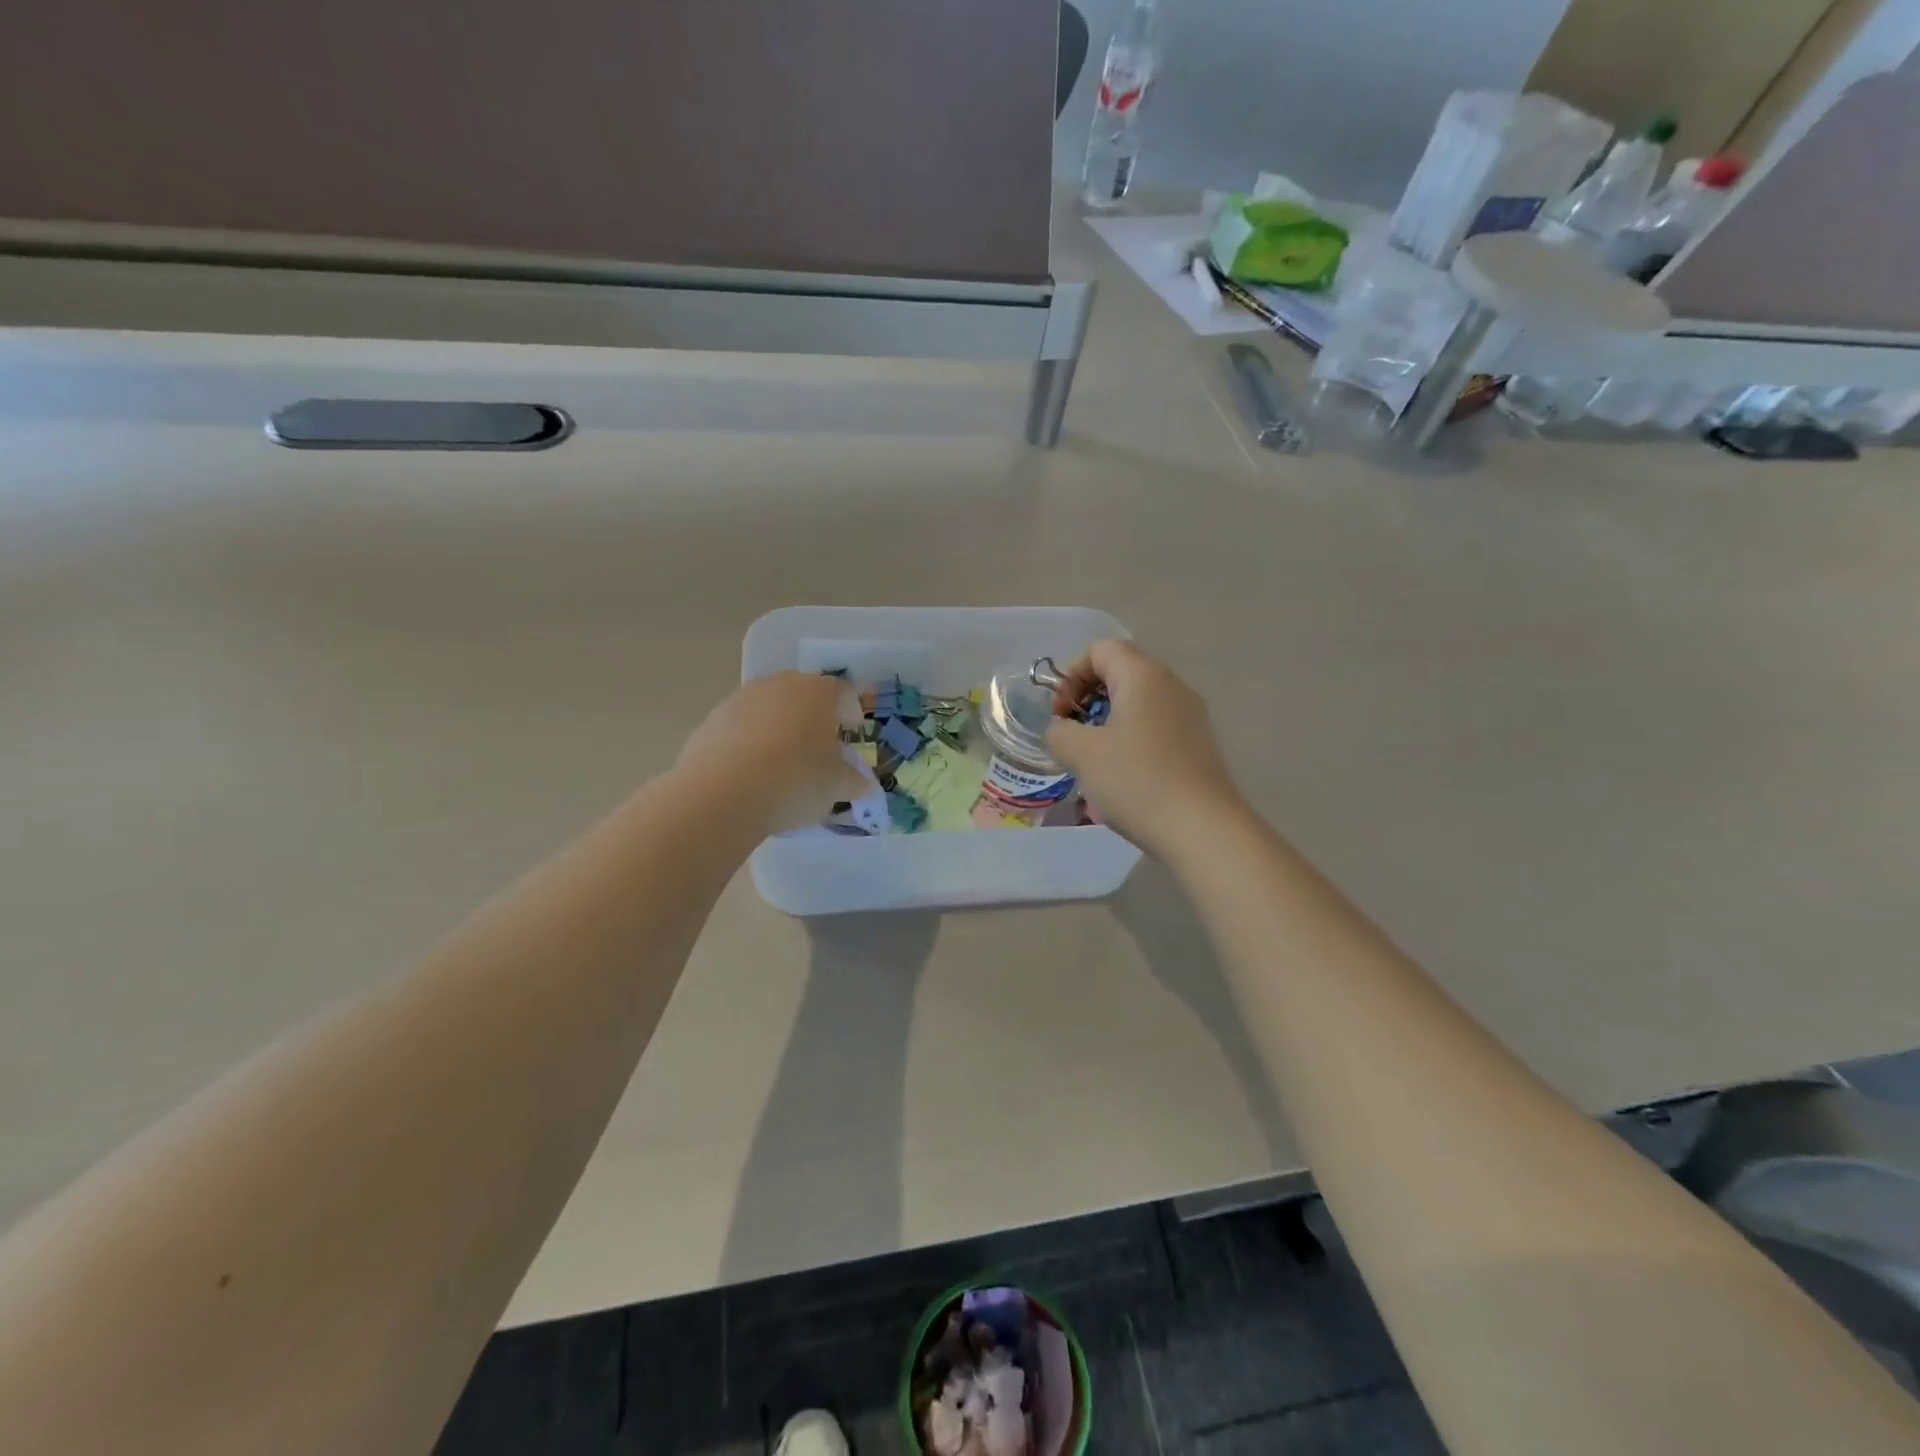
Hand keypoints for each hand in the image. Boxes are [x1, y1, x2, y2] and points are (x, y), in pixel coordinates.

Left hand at [676, 673, 869, 833]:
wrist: (723, 793)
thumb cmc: (796, 780)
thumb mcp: (837, 786)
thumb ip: (855, 781)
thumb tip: (864, 785)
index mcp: (818, 692)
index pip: (843, 691)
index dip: (851, 711)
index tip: (853, 730)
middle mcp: (779, 685)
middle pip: (804, 696)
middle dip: (814, 718)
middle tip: (821, 746)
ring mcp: (740, 700)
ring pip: (770, 710)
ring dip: (780, 729)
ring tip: (784, 763)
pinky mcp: (710, 721)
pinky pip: (741, 729)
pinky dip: (750, 744)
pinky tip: (752, 773)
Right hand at [1044, 641, 1242, 860]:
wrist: (1203, 829)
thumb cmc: (1137, 781)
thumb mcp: (1082, 754)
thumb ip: (1059, 732)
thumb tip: (1061, 730)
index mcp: (1143, 676)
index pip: (1100, 649)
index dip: (1071, 675)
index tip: (1061, 714)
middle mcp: (1172, 686)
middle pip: (1121, 672)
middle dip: (1088, 698)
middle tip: (1073, 735)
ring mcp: (1191, 716)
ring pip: (1139, 702)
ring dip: (1108, 722)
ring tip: (1095, 760)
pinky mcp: (1199, 745)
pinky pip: (1156, 727)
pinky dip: (1132, 739)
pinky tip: (1125, 777)